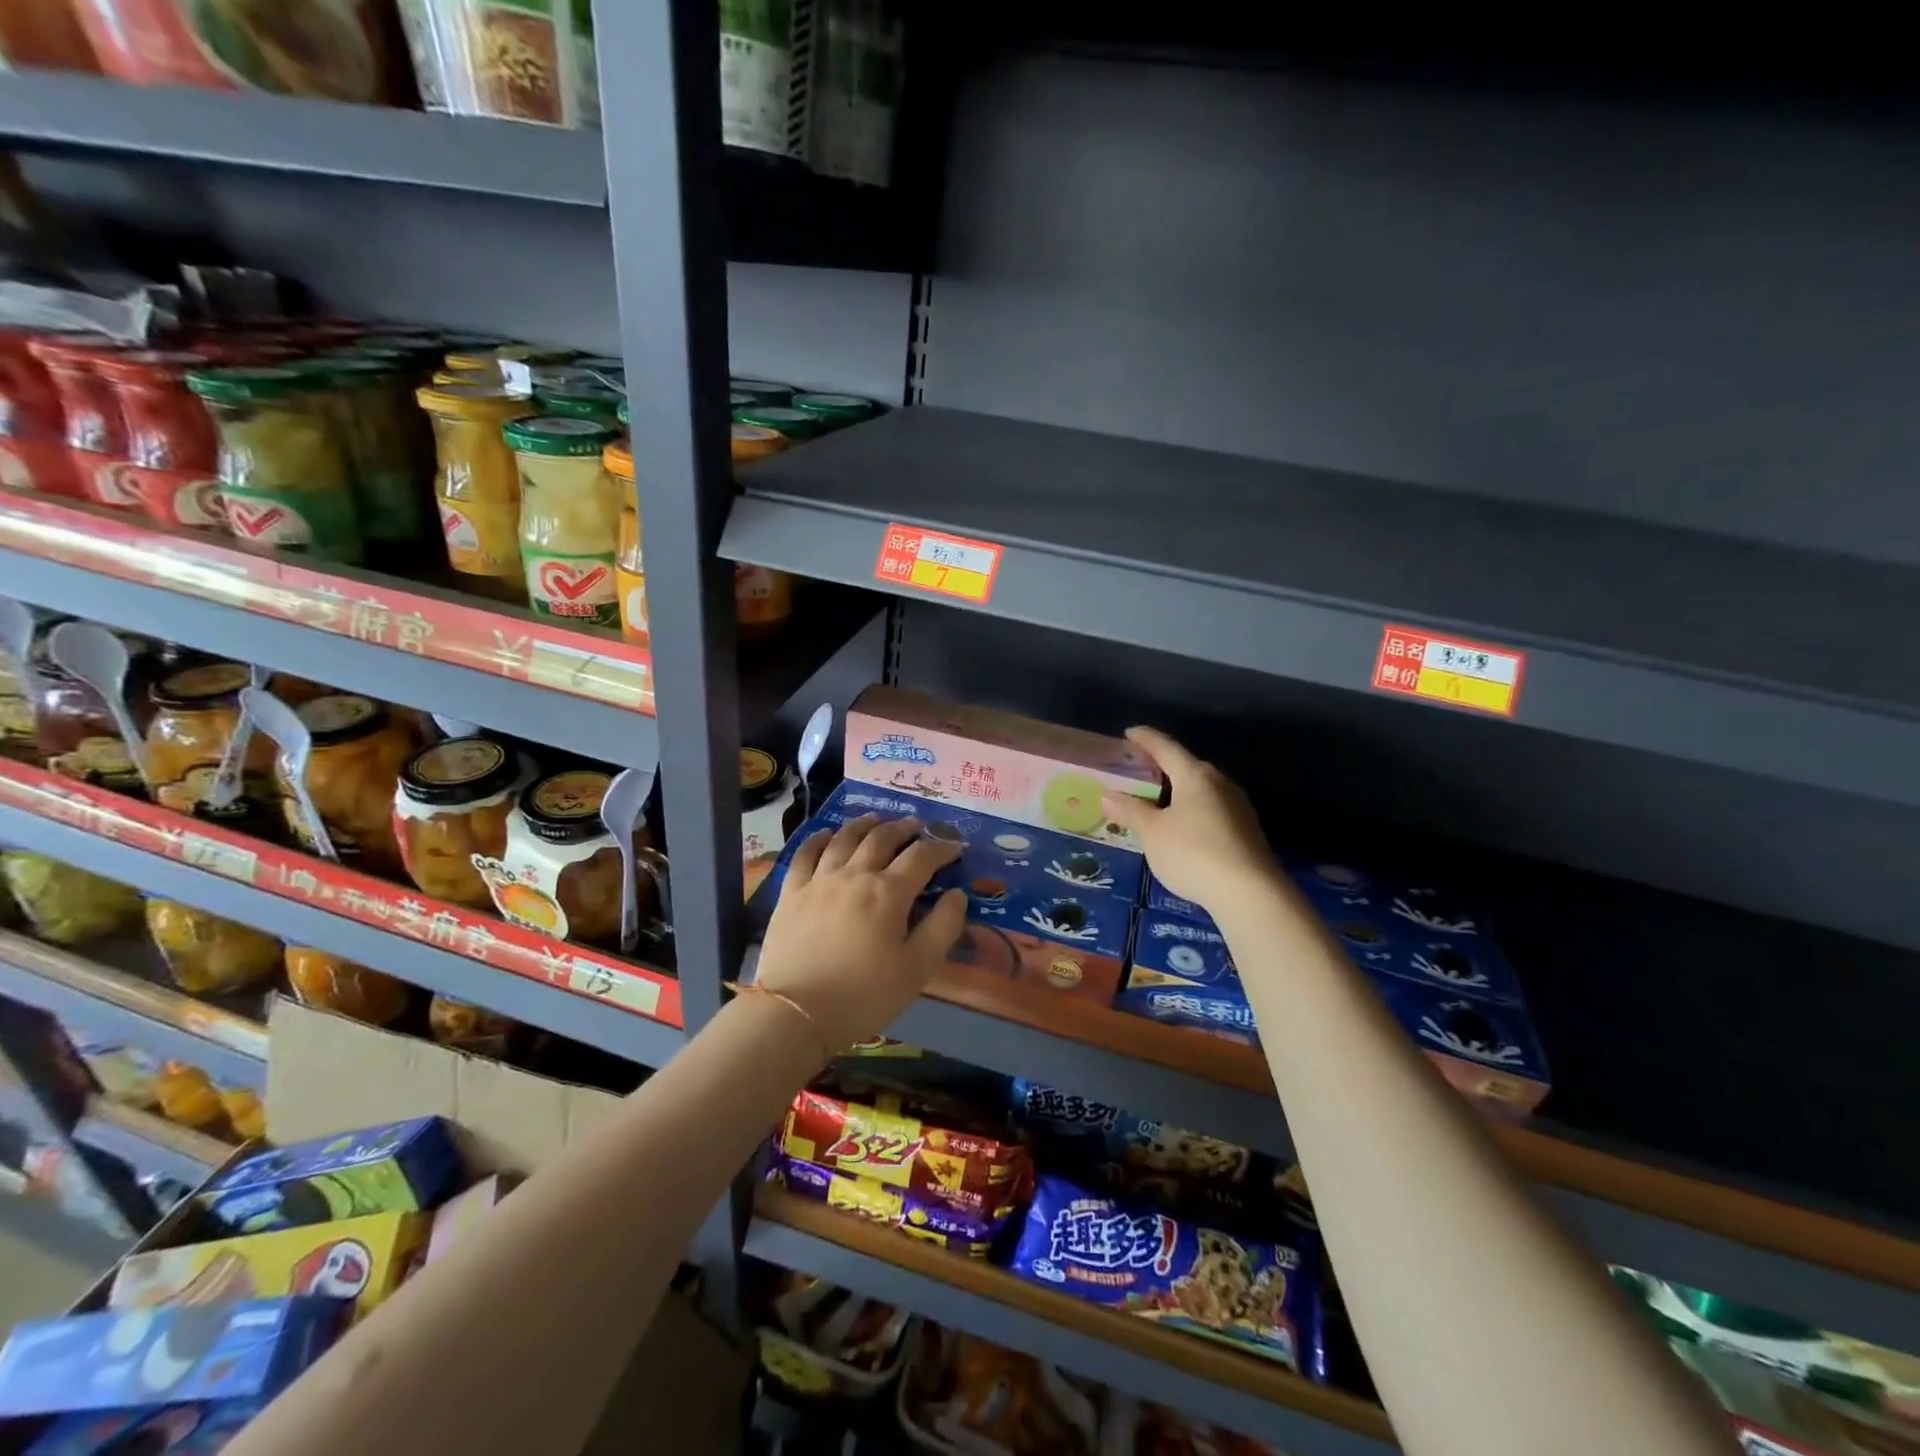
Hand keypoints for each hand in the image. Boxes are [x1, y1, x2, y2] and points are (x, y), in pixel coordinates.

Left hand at [755, 814, 967, 1050]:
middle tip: (916, 826)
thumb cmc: (864, 995)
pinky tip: (827, 834)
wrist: (796, 1013)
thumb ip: (942, 927)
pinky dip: (820, 838)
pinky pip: (806, 853)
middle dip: (904, 829)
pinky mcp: (791, 892)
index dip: (942, 848)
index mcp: (889, 892)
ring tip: (876, 819)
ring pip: (845, 838)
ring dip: (865, 825)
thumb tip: (957, 894)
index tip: (955, 848)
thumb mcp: (917, 969)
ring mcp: (819, 880)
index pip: (922, 857)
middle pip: (882, 838)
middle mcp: (855, 874)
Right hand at [1102, 727, 1277, 914]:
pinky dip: (1191, 808)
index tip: (1130, 732)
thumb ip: (1130, 811)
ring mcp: (1237, 805)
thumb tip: (1108, 794)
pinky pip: (1211, 808)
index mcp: (1194, 775)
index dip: (1145, 739)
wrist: (1250, 893)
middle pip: (1186, 765)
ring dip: (1178, 789)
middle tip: (1138, 769)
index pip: (1165, 747)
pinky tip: (1182, 825)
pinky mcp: (1246, 829)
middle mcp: (1219, 782)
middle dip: (1162, 765)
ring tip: (1156, 798)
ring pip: (1201, 788)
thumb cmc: (1193, 853)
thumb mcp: (1152, 833)